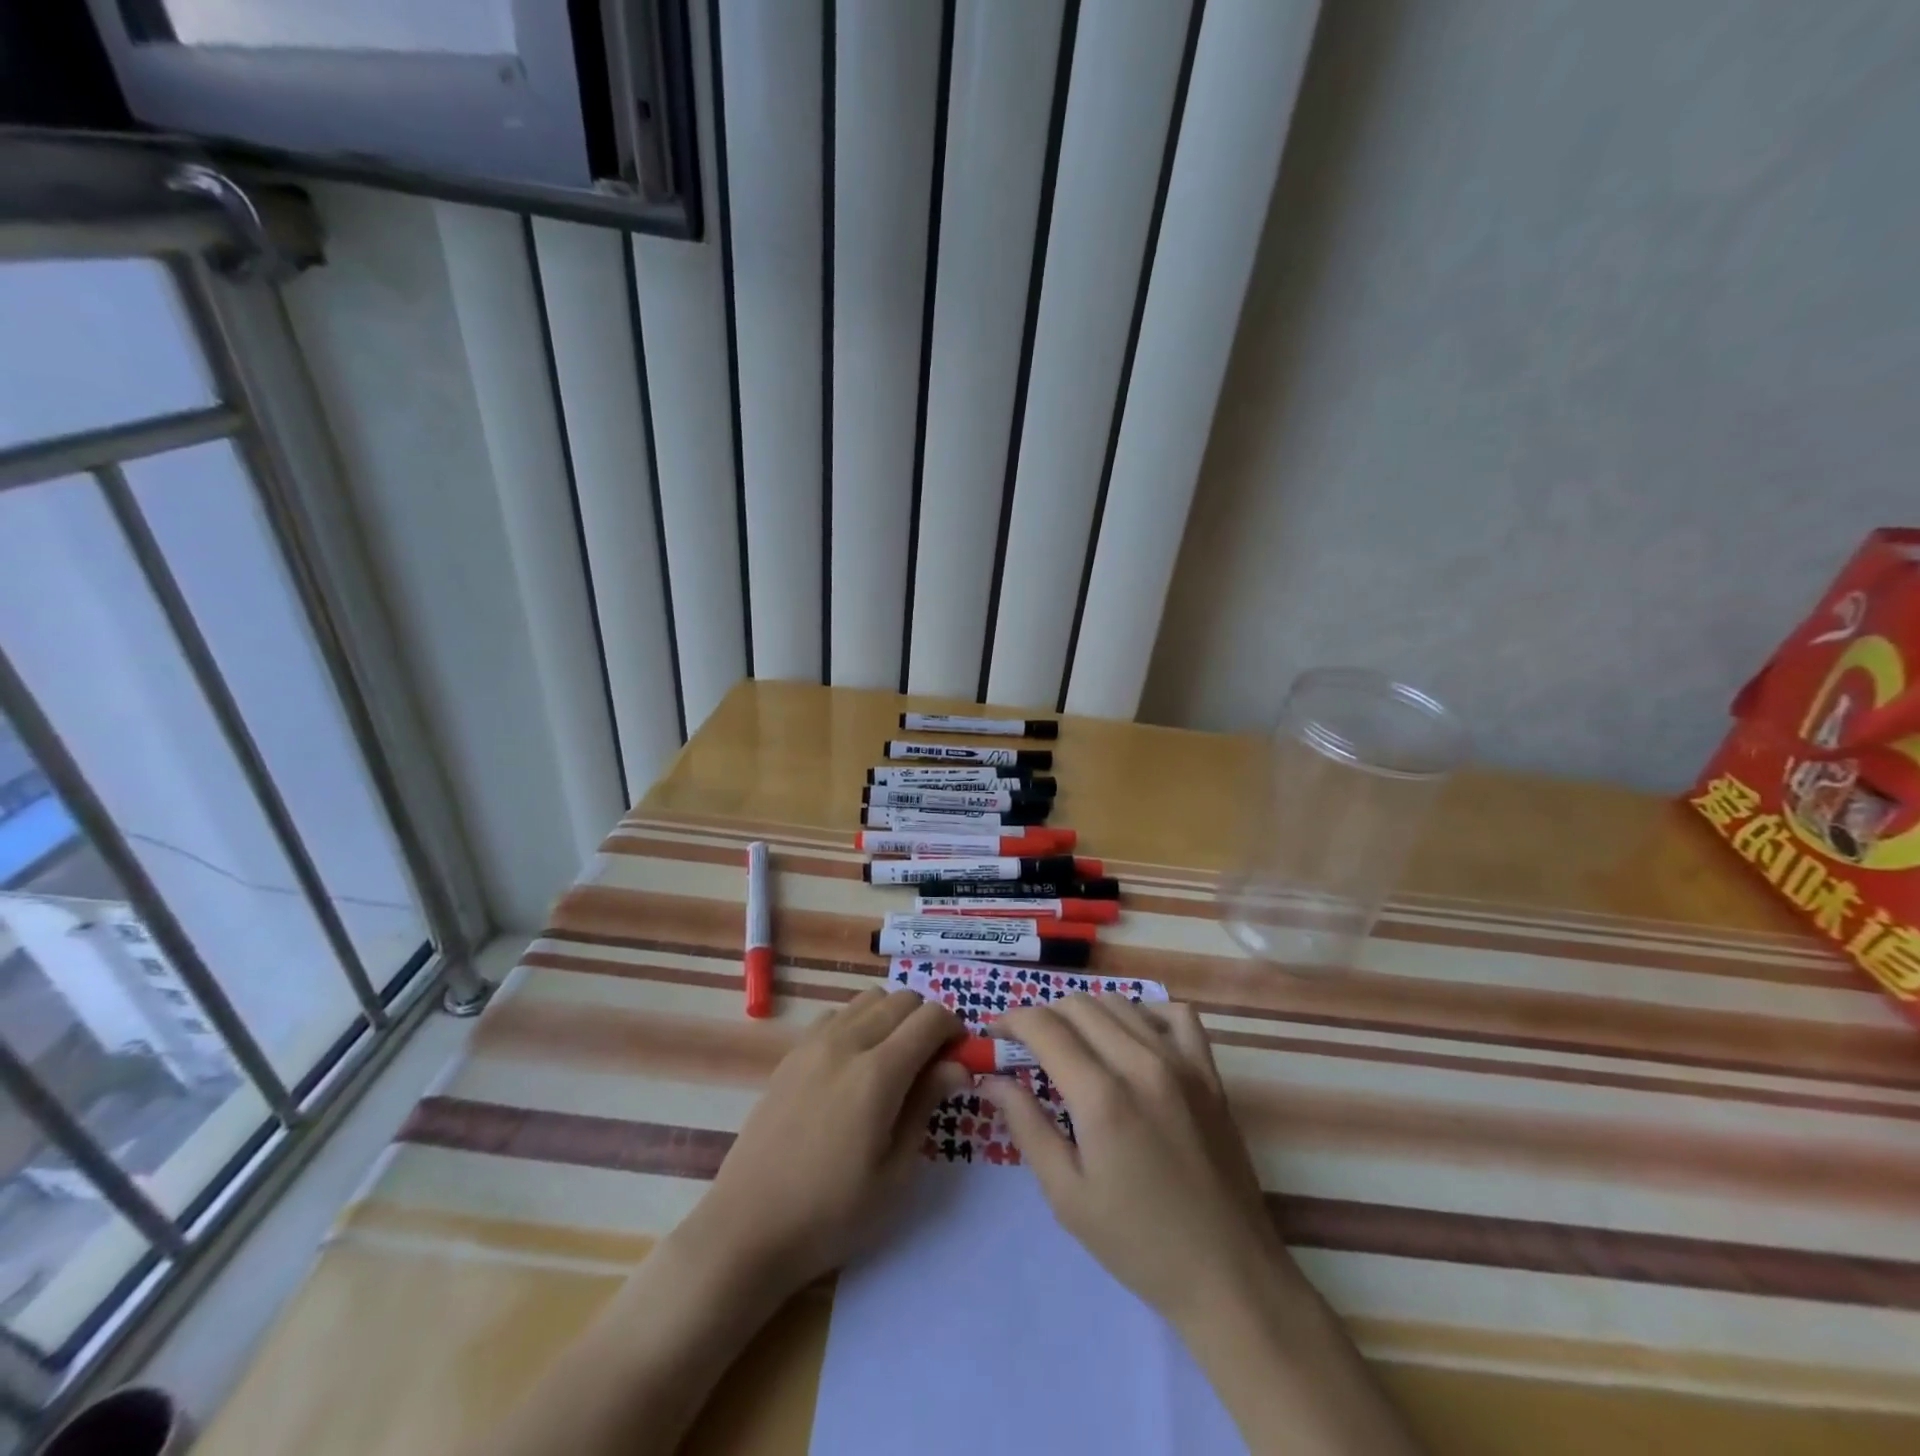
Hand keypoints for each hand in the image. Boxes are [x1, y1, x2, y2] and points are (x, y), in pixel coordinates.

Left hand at [691, 988, 968, 1295]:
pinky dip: (858, 1023)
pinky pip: (837, 1014)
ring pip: (869, 998)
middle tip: (930, 1064)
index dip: (954, 1031)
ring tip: (893, 1062)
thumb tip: (957, 1065)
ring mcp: (814, 1043)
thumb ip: (926, 1105)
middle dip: (926, 1022)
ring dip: (892, 1017)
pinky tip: (854, 1065)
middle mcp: (846, 1042)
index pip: (931, 1018)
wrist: (748, 1228)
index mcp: (877, 1073)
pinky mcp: (791, 1053)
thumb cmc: (831, 1214)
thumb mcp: (895, 1173)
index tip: (959, 1060)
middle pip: (902, 999)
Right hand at [984, 995, 1286, 1330]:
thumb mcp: (1067, 1194)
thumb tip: (990, 1079)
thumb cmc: (1138, 1243)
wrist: (1228, 1275)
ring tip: (1074, 1044)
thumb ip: (1026, 1125)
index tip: (993, 1036)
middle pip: (1078, 1005)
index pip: (1044, 1027)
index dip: (1010, 1021)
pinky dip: (1145, 1012)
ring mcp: (1181, 1062)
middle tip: (1028, 1048)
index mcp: (1102, 1096)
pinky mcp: (1209, 1072)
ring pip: (1120, 1002)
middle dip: (1043, 1017)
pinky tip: (1133, 1038)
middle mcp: (1141, 1063)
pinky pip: (1176, 1014)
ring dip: (1086, 1013)